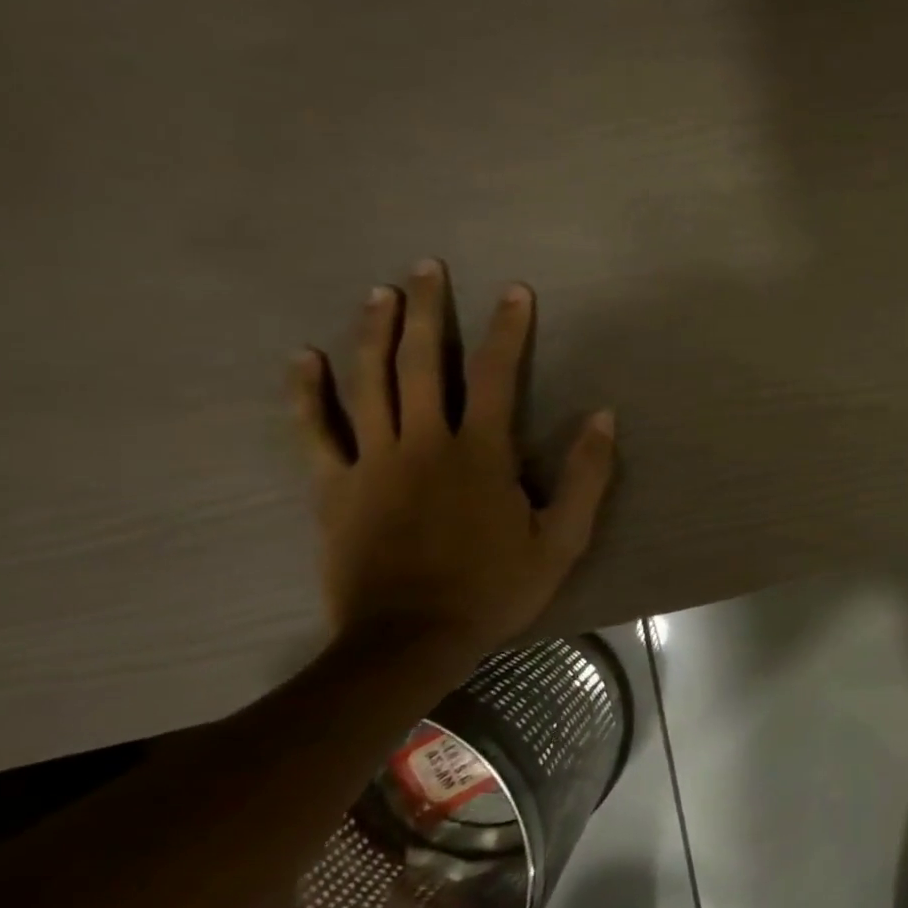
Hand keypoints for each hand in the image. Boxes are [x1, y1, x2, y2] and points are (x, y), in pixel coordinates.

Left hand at [290, 258, 616, 660]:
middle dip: (426, 310)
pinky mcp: (334, 488)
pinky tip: (304, 357)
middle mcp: (423, 443)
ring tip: (379, 292)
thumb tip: (603, 416)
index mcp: (480, 453)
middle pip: (420, 362)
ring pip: (368, 383)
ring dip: (373, 332)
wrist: (409, 640)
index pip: (495, 374)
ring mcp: (372, 462)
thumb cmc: (495, 588)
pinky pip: (315, 431)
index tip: (514, 291)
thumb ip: (587, 475)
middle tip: (426, 268)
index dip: (507, 329)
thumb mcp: (563, 539)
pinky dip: (306, 392)